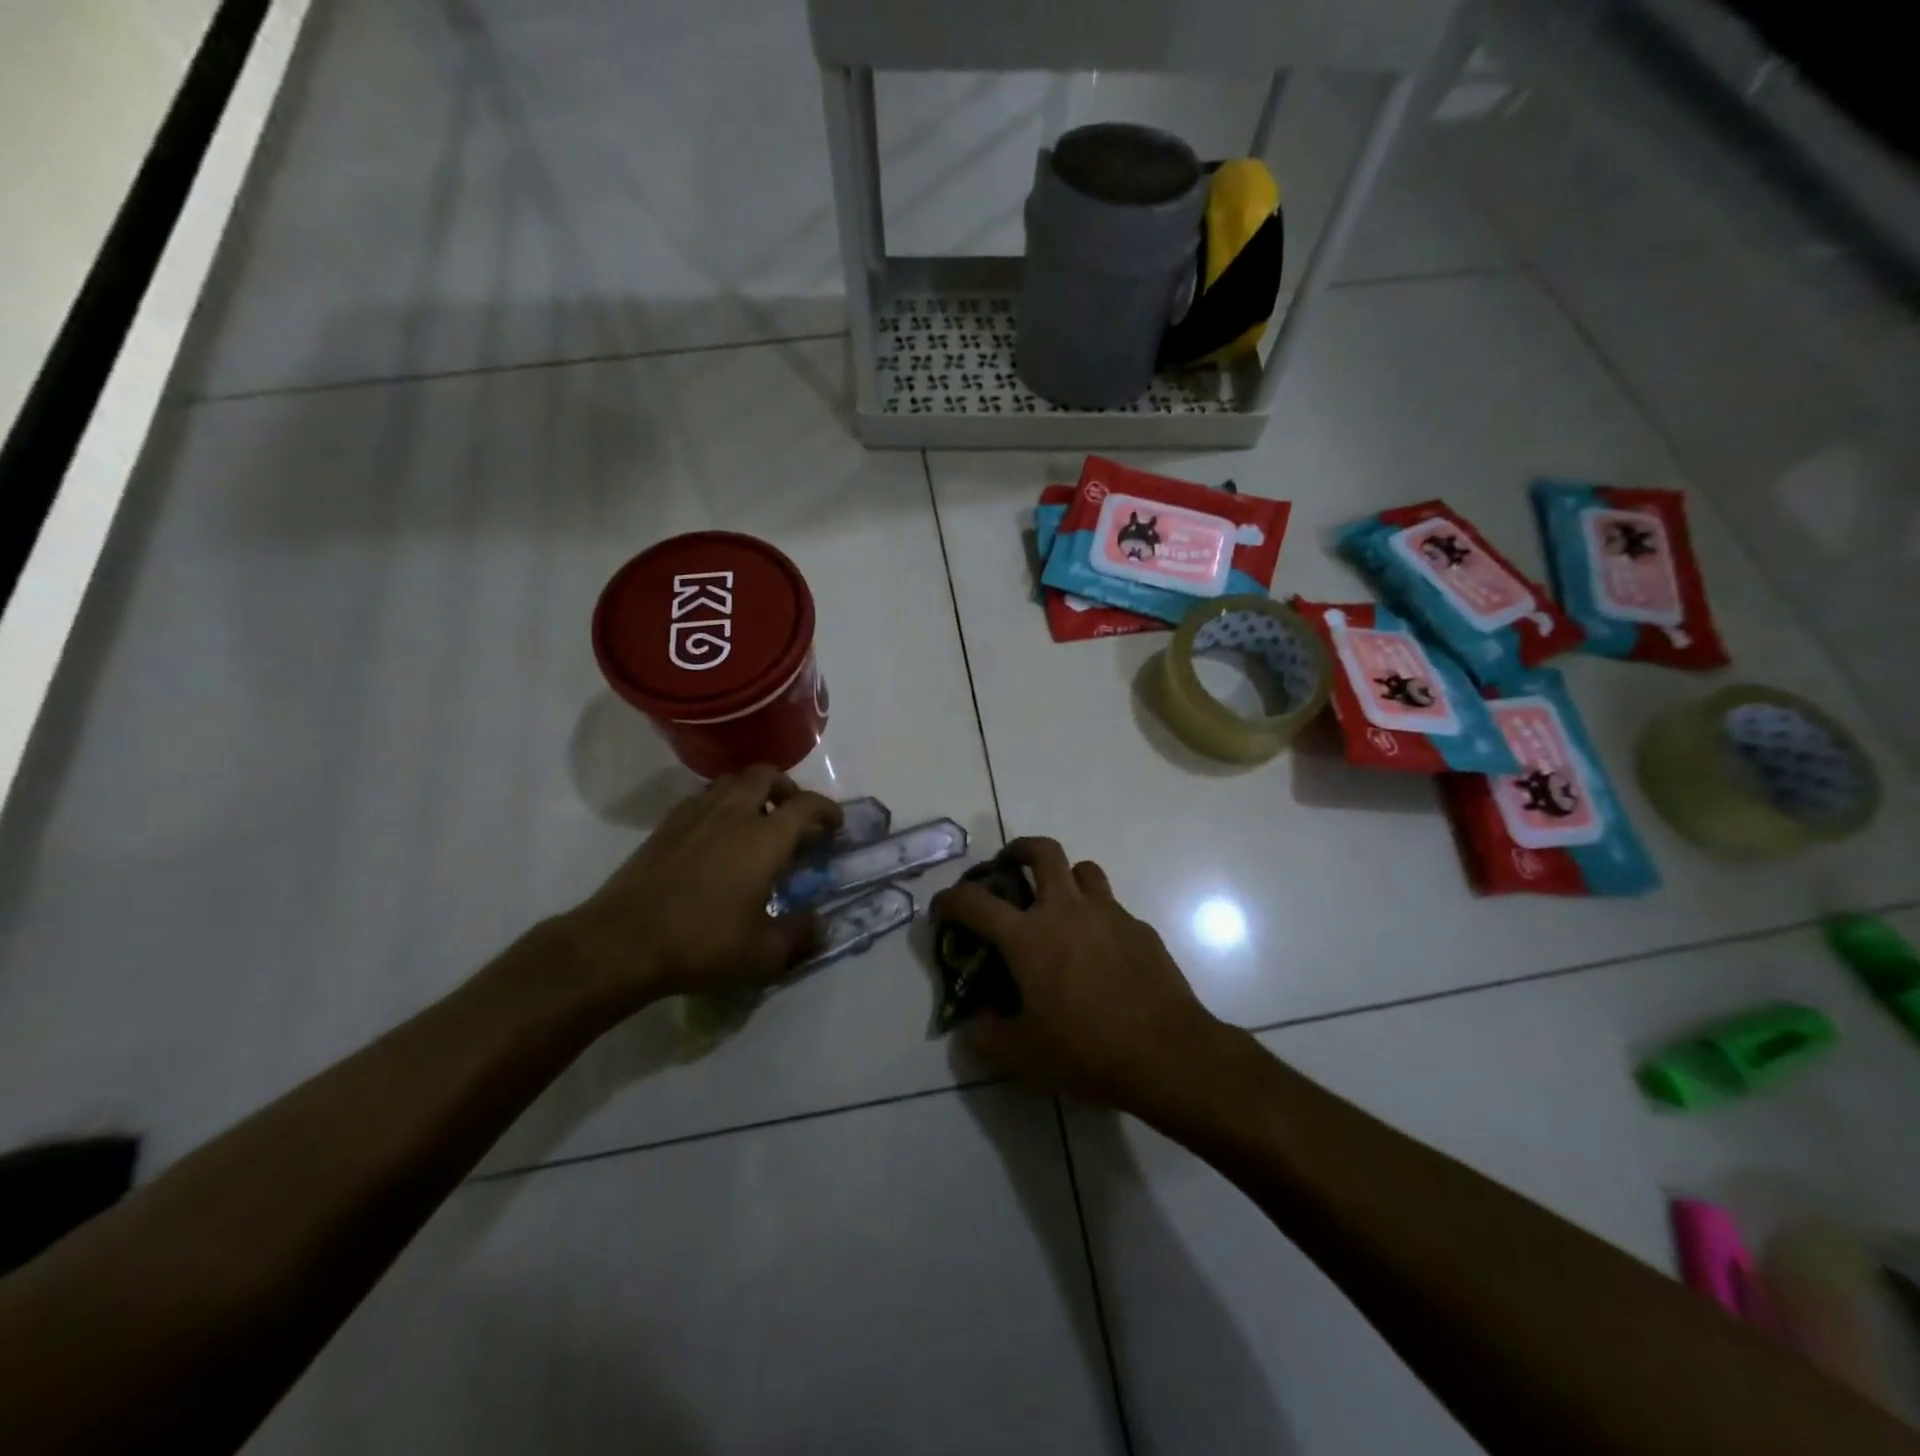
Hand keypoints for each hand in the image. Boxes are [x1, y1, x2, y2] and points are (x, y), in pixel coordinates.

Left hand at [561, 767, 841, 1008]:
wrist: (622, 942)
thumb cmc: (701, 944)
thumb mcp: (762, 955)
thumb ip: (799, 935)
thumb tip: (820, 924)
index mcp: (764, 839)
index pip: (806, 805)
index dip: (827, 810)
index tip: (834, 825)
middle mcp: (733, 814)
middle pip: (766, 775)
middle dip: (787, 788)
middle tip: (793, 815)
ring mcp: (695, 815)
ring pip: (731, 781)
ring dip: (753, 792)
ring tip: (757, 822)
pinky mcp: (666, 826)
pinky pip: (703, 798)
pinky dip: (721, 804)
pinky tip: (718, 836)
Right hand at [929, 837, 1226, 1115]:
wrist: (1168, 1054)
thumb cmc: (1086, 1051)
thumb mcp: (1023, 1056)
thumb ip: (987, 1036)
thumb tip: (975, 1024)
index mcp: (1028, 936)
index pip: (975, 902)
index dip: (951, 899)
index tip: (943, 906)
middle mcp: (1066, 911)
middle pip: (1041, 851)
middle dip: (1018, 849)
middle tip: (1008, 867)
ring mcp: (1108, 914)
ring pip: (1083, 869)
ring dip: (1064, 877)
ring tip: (1058, 904)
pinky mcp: (1140, 929)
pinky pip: (1112, 907)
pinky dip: (1097, 916)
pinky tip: (1100, 951)